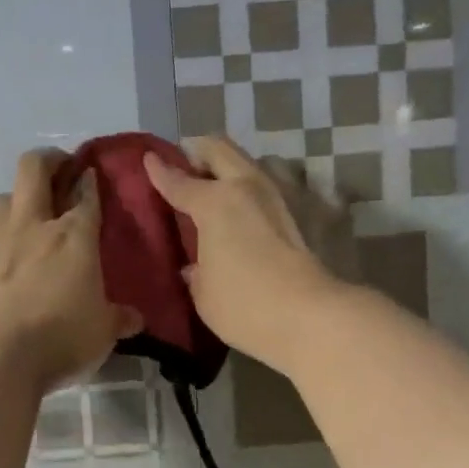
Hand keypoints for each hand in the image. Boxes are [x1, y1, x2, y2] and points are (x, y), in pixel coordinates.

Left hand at [0, 150, 143, 392]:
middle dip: (49, 161)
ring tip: (28, 217)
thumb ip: (117, 319)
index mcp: (73, 236)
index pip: (86, 195)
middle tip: (60, 170)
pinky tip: (1, 267)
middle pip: (34, 169)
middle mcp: (32, 226)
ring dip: (17, 200)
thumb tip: (134, 318)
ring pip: (2, 199)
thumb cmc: (58, 336)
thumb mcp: (101, 333)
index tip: (92, 173)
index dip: (91, 180)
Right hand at [143, 136, 344, 370]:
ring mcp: (288, 193)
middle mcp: (250, 186)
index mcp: (215, 203)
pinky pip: (292, 188)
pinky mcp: (319, 209)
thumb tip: (196, 266)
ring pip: (260, 161)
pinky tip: (274, 212)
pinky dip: (276, 194)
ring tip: (234, 189)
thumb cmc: (245, 307)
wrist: (312, 317)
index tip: (148, 160)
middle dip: (200, 152)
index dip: (159, 171)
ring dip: (241, 169)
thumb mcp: (204, 294)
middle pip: (220, 150)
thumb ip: (197, 272)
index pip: (179, 182)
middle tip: (189, 166)